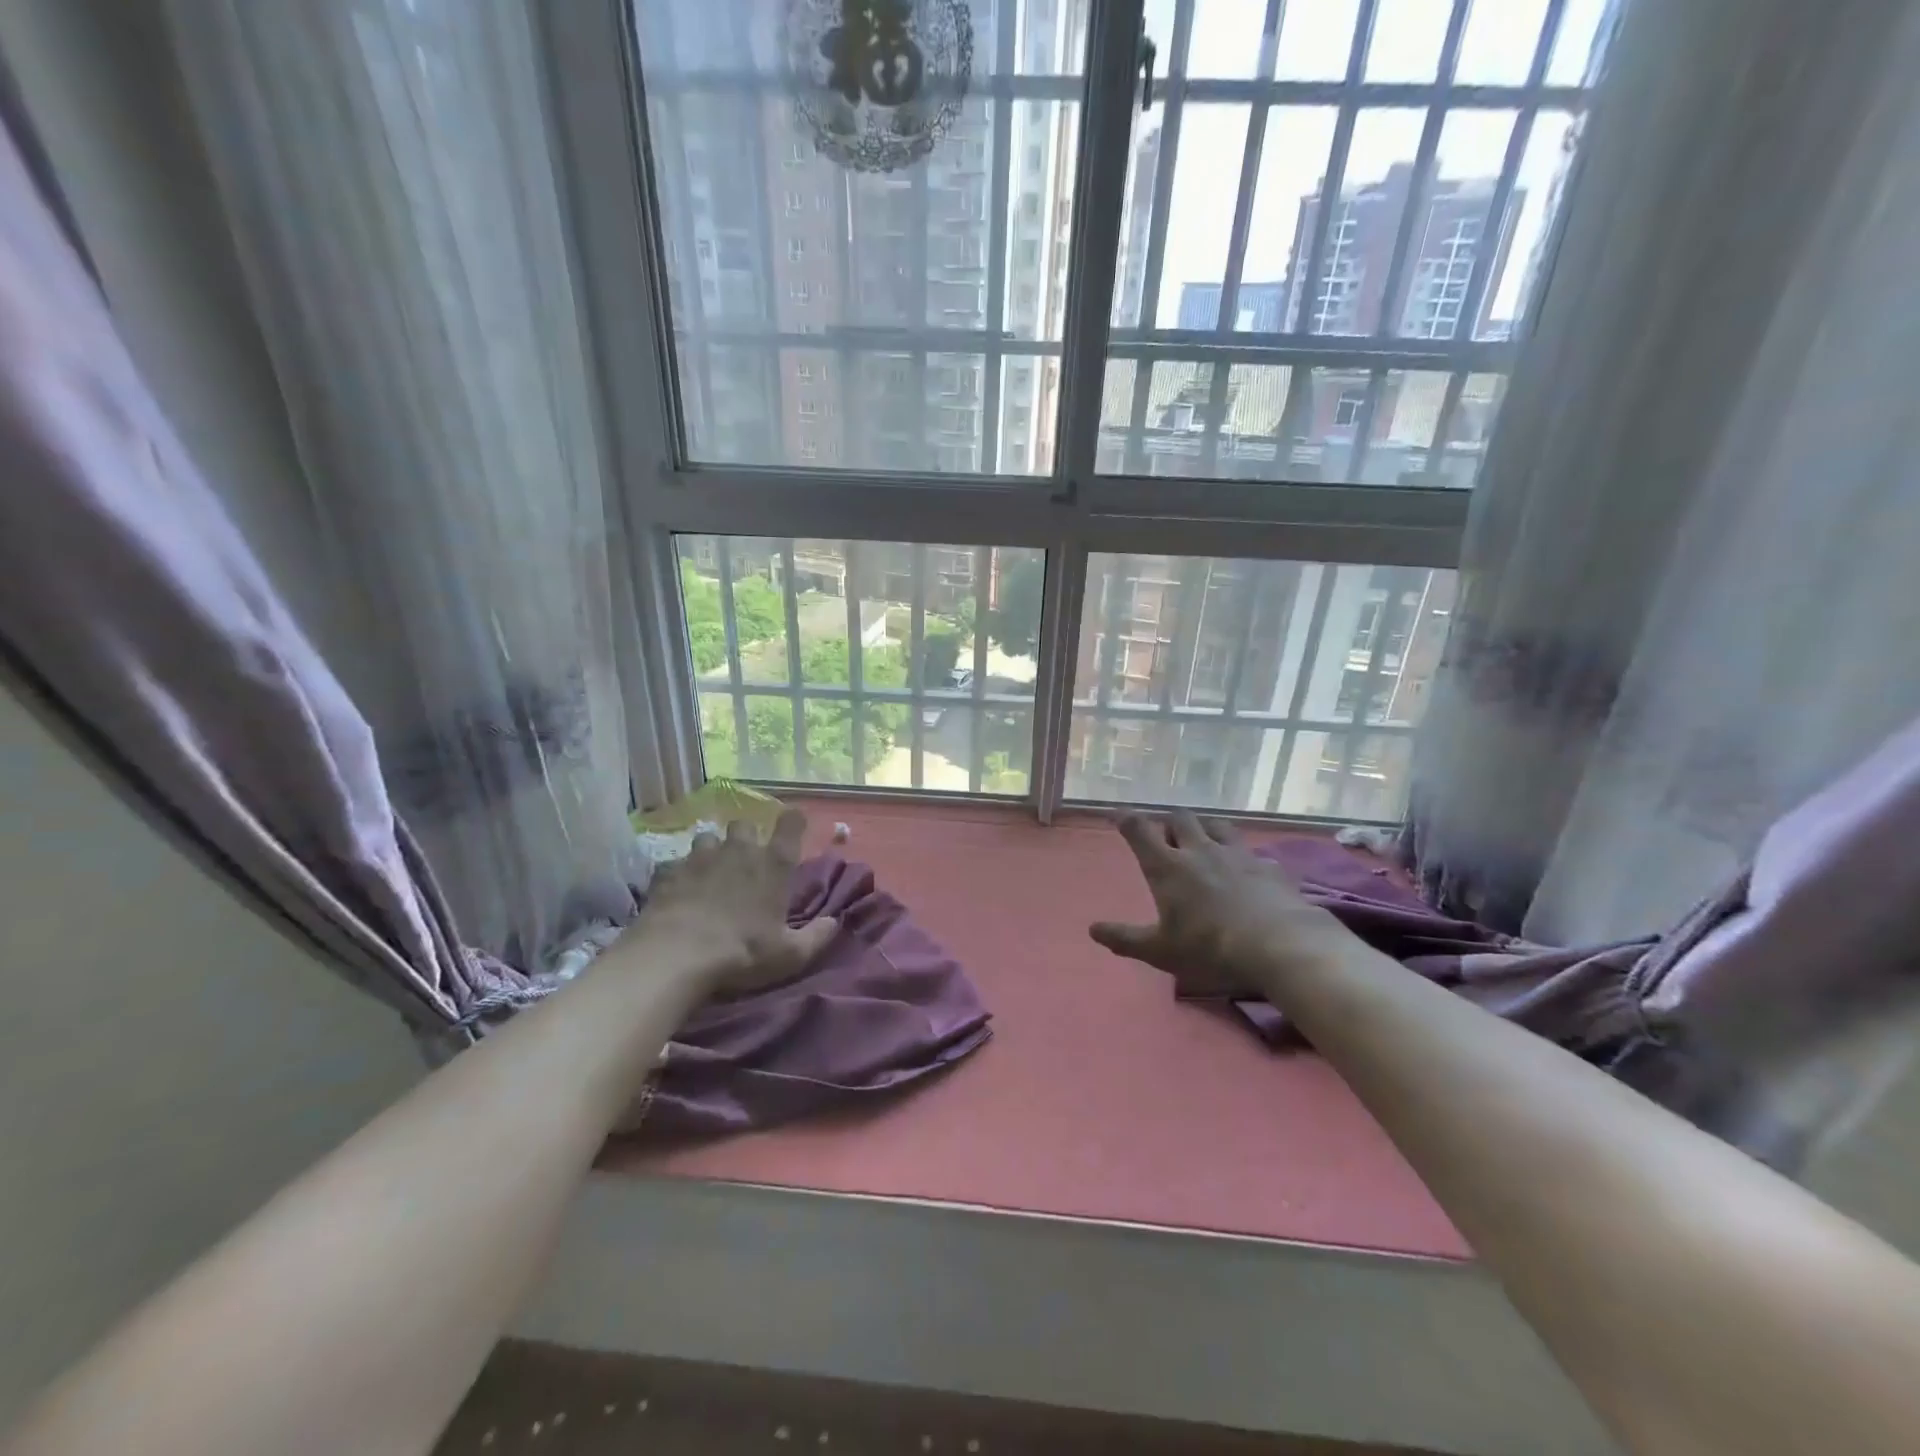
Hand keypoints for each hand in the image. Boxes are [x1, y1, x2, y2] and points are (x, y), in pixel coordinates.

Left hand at [635, 809, 838, 996]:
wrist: (675, 955)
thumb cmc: (742, 951)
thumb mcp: (790, 954)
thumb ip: (816, 936)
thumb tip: (834, 923)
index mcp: (773, 864)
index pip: (790, 825)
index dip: (793, 821)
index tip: (794, 825)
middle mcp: (739, 851)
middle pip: (745, 825)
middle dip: (747, 836)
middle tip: (746, 858)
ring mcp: (701, 858)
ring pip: (709, 837)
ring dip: (712, 850)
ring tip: (711, 870)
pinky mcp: (669, 872)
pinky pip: (677, 863)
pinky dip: (682, 873)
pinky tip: (680, 890)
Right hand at [1090, 810, 1352, 998]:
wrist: (1280, 945)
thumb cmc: (1210, 948)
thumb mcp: (1160, 951)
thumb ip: (1125, 939)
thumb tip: (1093, 930)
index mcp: (1167, 867)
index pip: (1139, 830)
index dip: (1126, 819)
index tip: (1118, 814)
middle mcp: (1199, 850)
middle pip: (1180, 818)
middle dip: (1169, 821)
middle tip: (1166, 835)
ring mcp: (1237, 854)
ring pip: (1217, 825)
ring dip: (1205, 828)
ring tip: (1204, 841)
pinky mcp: (1268, 866)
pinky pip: (1251, 852)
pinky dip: (1243, 856)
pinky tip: (1247, 871)